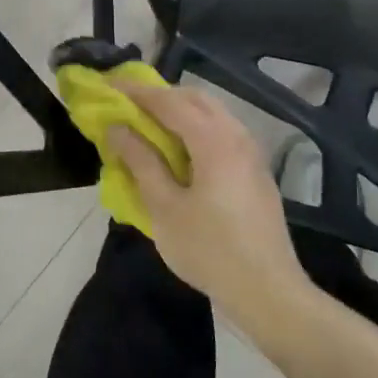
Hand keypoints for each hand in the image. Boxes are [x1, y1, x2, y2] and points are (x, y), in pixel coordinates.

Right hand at [106, 80, 312, 332]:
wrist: (268, 292)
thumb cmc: (209, 250)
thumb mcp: (164, 207)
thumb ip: (141, 161)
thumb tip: (117, 128)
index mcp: (214, 140)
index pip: (169, 101)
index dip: (136, 91)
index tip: (108, 85)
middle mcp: (237, 136)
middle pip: (195, 99)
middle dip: (160, 96)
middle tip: (128, 104)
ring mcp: (252, 153)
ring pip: (213, 114)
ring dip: (179, 111)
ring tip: (149, 125)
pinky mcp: (256, 172)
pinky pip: (222, 132)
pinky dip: (196, 128)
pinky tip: (180, 151)